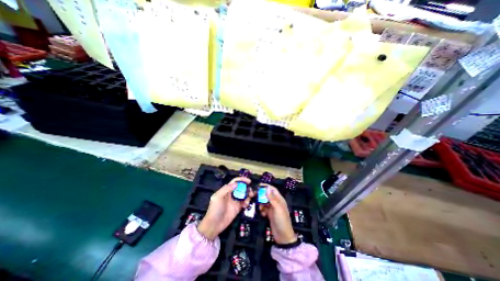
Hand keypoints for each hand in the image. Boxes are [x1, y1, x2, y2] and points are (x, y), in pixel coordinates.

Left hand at [198, 178, 254, 238]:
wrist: (214, 225)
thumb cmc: (215, 209)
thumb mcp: (218, 197)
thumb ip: (226, 189)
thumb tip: (236, 183)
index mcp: (226, 190)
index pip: (235, 182)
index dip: (242, 180)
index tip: (249, 181)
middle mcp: (232, 194)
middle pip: (241, 188)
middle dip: (247, 188)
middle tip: (251, 191)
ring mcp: (235, 201)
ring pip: (244, 195)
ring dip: (248, 195)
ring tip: (250, 197)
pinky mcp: (238, 208)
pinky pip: (244, 202)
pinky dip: (247, 202)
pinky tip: (246, 205)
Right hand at [257, 185, 295, 243]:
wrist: (283, 236)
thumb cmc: (281, 220)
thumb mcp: (277, 208)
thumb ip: (272, 198)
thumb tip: (267, 187)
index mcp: (279, 199)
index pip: (272, 189)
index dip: (266, 186)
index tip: (258, 185)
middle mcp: (276, 202)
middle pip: (267, 195)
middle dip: (262, 195)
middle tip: (255, 196)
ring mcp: (272, 208)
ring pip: (265, 202)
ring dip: (261, 204)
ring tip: (260, 208)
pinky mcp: (269, 214)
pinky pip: (264, 209)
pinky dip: (262, 210)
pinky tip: (263, 214)